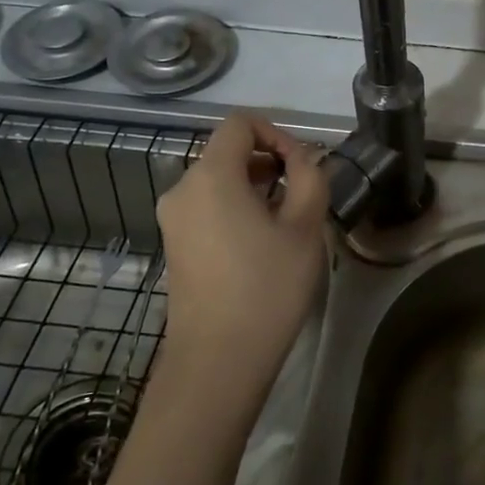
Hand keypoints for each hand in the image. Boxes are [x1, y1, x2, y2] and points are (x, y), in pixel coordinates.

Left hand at [154, 113, 329, 412]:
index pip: (239, 124)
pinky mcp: (175, 246)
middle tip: (304, 195)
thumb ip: (310, 178)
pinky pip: (208, 207)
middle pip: (227, 152)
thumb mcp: (305, 227)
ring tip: (288, 221)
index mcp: (210, 175)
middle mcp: (182, 189)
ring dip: (255, 187)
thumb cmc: (267, 287)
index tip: (302, 166)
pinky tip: (262, 243)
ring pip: (218, 181)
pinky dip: (236, 209)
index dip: (276, 133)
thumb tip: (303, 160)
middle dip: (269, 162)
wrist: (218, 360)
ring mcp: (174, 220)